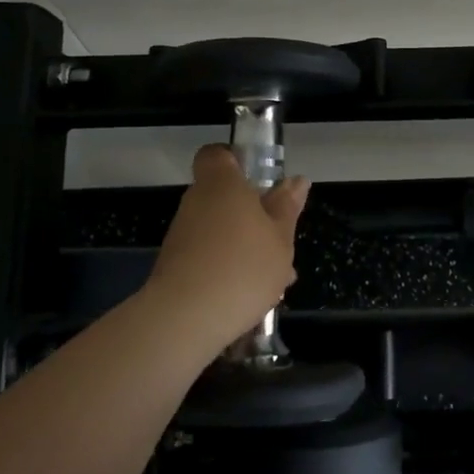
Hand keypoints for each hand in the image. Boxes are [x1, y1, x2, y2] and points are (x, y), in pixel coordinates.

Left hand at [143, 145, 310, 352]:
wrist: (185, 319)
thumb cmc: (242, 267)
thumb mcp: (280, 237)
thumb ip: (287, 207)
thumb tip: (296, 180)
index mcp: (222, 185)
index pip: (216, 154)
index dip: (236, 160)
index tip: (260, 178)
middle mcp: (196, 202)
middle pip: (223, 196)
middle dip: (253, 214)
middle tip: (280, 237)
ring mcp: (183, 235)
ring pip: (221, 230)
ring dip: (246, 246)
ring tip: (277, 278)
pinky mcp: (176, 266)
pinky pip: (210, 256)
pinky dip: (230, 268)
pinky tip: (254, 296)